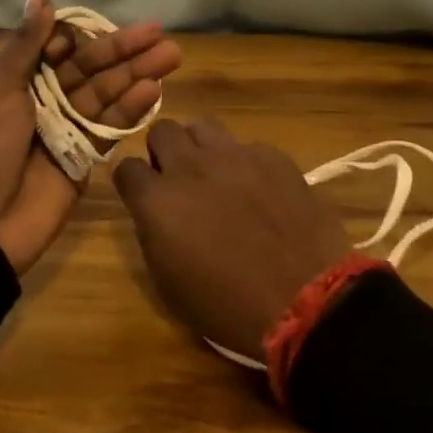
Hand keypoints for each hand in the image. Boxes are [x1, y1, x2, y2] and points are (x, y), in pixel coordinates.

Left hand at [0, 0, 180, 272]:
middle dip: (124, 50)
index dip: (81, 38)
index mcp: (16, 78)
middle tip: (160, 33)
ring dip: (137, 74)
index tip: (96, 31)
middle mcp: (43, 98)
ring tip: (171, 56)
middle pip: (90, 68)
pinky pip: (110, 126)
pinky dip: (131, 109)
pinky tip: (154, 89)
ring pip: (106, 93)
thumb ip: (26, 43)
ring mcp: (66, 127)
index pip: (59, 48)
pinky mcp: (84, 156)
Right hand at [114, 119, 352, 360]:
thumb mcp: (170, 284)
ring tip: (214, 174)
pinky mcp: (272, 156)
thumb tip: (153, 212)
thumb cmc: (229, 307)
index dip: (133, 181)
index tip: (143, 195)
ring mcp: (235, 155)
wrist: (306, 301)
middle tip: (178, 179)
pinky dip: (244, 162)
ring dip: (200, 146)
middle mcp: (191, 166)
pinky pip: (246, 146)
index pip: (126, 167)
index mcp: (159, 201)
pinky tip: (258, 189)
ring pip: (203, 125)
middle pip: (162, 130)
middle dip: (164, 151)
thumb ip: (152, 233)